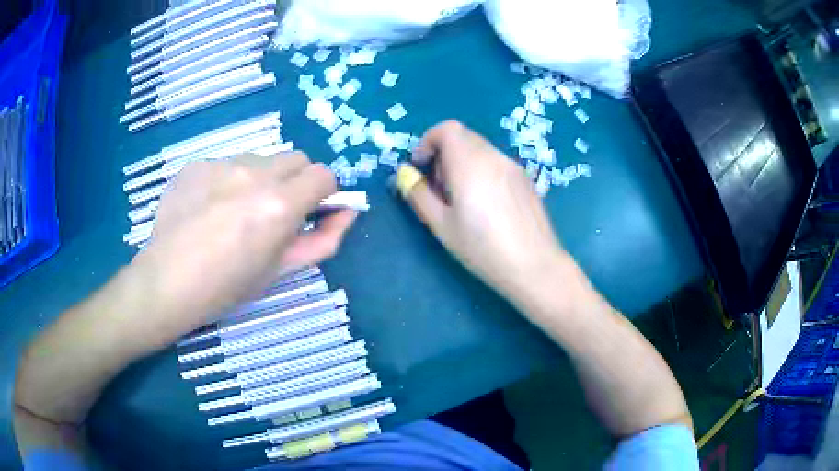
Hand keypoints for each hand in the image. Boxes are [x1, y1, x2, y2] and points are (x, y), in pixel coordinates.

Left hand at [129, 152, 355, 348]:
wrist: (166, 282)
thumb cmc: (226, 287)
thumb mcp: (280, 271)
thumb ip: (322, 240)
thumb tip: (348, 213)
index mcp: (279, 204)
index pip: (324, 174)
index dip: (324, 192)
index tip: (311, 211)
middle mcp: (254, 173)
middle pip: (296, 158)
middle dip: (296, 181)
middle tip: (274, 212)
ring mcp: (222, 163)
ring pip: (260, 159)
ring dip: (261, 179)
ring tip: (234, 211)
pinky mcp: (198, 163)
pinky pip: (227, 163)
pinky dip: (228, 181)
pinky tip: (208, 208)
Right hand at [399, 120, 566, 301]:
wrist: (534, 265)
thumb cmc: (483, 249)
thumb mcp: (442, 226)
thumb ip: (419, 195)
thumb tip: (405, 174)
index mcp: (469, 163)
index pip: (447, 129)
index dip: (429, 141)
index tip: (421, 166)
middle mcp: (493, 157)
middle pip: (463, 137)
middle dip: (444, 154)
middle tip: (439, 188)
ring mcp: (513, 167)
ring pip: (480, 149)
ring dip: (462, 162)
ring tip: (462, 199)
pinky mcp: (525, 179)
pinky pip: (496, 163)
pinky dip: (481, 170)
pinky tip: (486, 205)